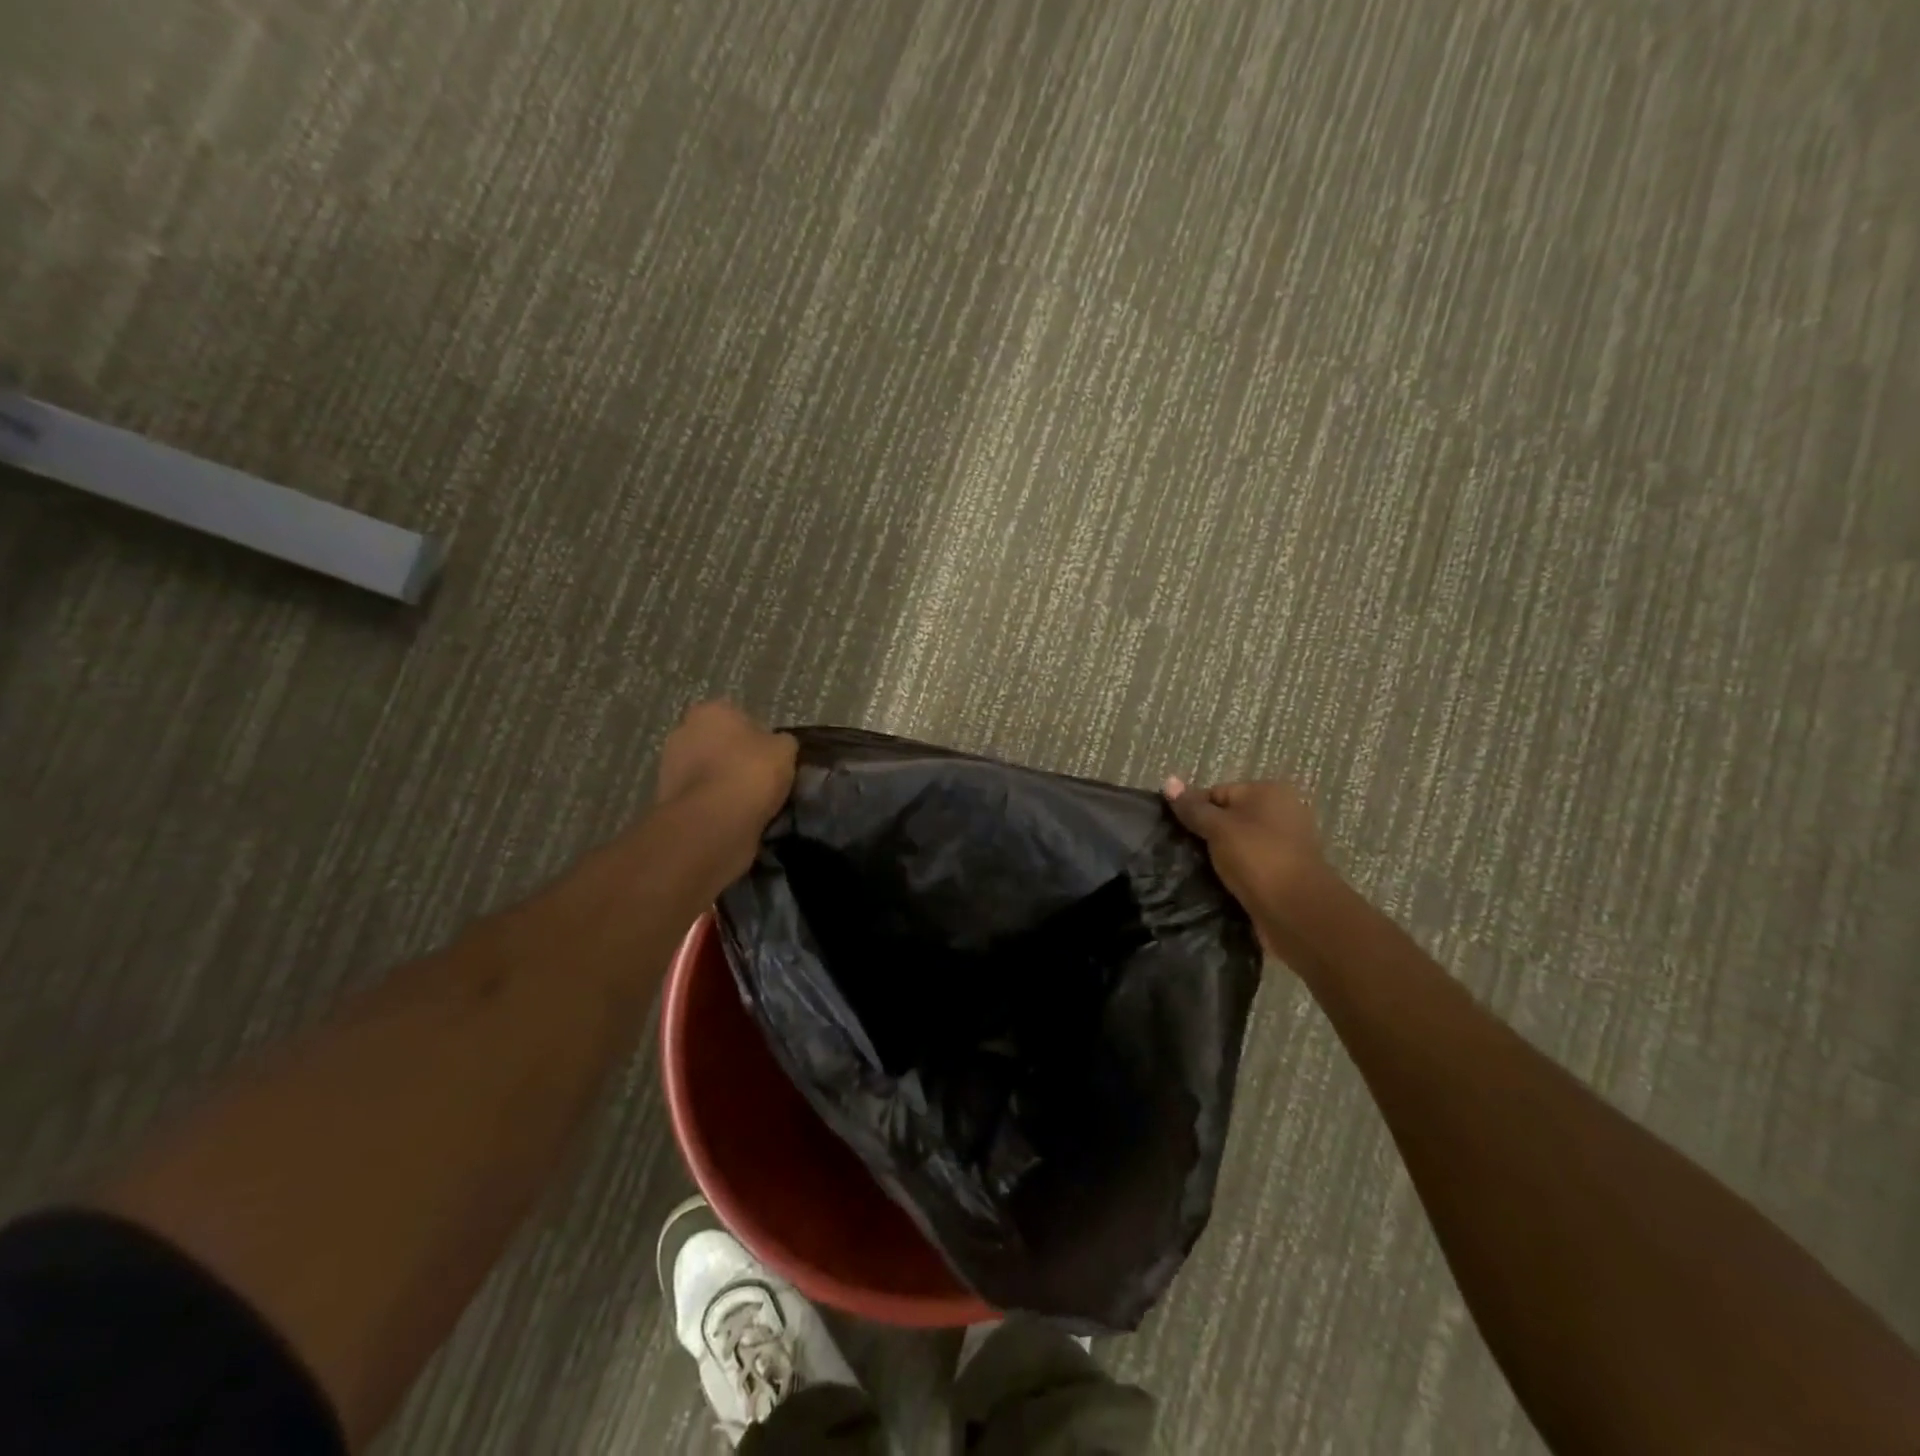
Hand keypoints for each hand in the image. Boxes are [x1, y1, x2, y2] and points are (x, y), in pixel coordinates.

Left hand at [654, 702, 796, 876]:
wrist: (714, 821)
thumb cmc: (751, 772)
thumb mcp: (786, 750)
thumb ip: (781, 743)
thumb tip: (777, 747)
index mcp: (710, 711)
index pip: (738, 718)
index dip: (757, 738)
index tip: (771, 759)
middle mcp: (682, 732)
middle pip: (718, 744)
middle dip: (735, 759)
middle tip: (761, 781)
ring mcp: (669, 766)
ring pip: (707, 773)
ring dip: (723, 784)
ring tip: (750, 805)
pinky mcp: (667, 799)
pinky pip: (700, 798)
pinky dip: (714, 806)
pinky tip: (734, 818)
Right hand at [1163, 776, 1321, 921]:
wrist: (1297, 912)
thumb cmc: (1257, 858)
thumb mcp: (1218, 828)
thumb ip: (1192, 807)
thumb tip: (1168, 780)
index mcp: (1269, 792)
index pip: (1217, 792)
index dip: (1193, 810)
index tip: (1174, 832)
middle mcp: (1280, 813)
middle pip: (1228, 817)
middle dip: (1204, 834)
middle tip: (1180, 851)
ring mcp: (1284, 845)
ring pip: (1237, 844)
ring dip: (1217, 856)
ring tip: (1192, 869)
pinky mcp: (1282, 873)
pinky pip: (1248, 866)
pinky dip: (1232, 873)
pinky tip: (1214, 883)